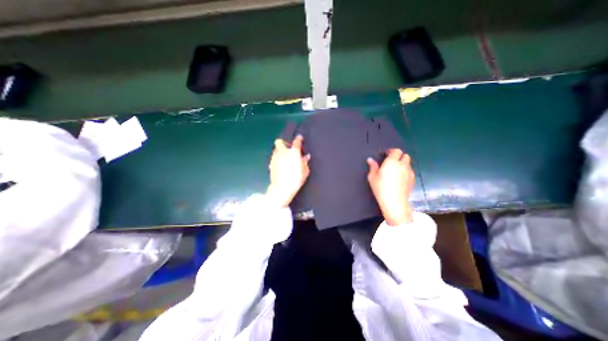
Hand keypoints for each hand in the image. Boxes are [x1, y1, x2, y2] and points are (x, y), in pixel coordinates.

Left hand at [266, 136, 309, 207]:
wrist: (282, 187)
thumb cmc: (296, 178)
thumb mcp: (305, 170)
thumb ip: (305, 162)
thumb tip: (306, 157)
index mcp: (293, 152)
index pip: (296, 141)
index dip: (299, 139)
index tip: (300, 138)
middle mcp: (283, 152)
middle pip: (280, 141)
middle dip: (284, 143)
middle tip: (288, 148)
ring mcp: (275, 158)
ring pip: (275, 149)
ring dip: (280, 151)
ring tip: (285, 157)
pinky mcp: (270, 164)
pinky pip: (273, 158)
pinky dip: (277, 159)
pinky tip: (280, 165)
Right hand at [365, 149, 412, 226]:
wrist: (394, 201)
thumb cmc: (381, 188)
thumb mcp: (372, 177)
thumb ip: (372, 167)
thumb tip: (370, 160)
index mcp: (392, 162)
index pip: (396, 151)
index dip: (392, 151)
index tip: (386, 154)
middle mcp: (402, 165)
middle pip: (405, 156)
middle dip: (399, 156)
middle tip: (392, 161)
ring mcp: (409, 172)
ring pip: (408, 164)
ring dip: (403, 164)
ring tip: (396, 170)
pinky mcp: (413, 179)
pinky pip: (410, 171)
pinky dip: (406, 171)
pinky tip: (400, 178)